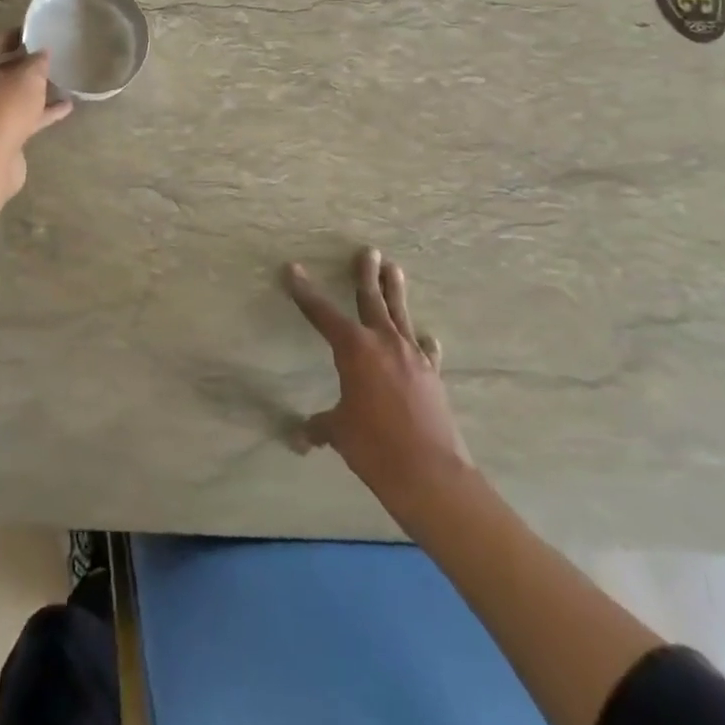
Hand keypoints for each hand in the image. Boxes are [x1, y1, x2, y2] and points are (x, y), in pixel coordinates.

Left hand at [0, 30, 72, 199]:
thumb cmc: (3, 108)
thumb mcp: (28, 78)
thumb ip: (37, 62)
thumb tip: (41, 53)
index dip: (12, 36)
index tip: (33, 35)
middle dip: (22, 64)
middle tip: (47, 58)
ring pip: (8, 96)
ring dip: (32, 90)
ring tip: (60, 83)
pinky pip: (17, 117)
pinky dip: (38, 112)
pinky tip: (64, 108)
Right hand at [285, 248, 471, 517]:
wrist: (430, 473)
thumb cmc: (375, 447)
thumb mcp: (340, 433)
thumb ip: (320, 428)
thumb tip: (300, 438)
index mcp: (354, 349)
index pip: (322, 314)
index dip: (305, 292)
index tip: (292, 269)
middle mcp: (383, 343)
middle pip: (371, 299)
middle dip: (366, 274)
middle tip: (368, 251)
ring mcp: (412, 356)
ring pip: (401, 314)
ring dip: (395, 291)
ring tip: (395, 268)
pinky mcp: (432, 375)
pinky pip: (424, 350)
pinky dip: (421, 342)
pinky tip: (425, 338)